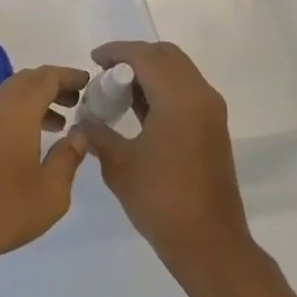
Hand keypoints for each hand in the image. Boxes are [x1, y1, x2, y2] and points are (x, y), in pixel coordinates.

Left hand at [0, 65, 88, 275]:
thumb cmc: (1, 208)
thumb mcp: (51, 191)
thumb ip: (69, 157)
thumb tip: (81, 133)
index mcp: (17, 109)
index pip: (47, 77)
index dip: (69, 76)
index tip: (89, 81)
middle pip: (27, 81)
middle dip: (54, 86)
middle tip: (77, 101)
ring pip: (10, 96)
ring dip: (36, 101)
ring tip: (60, 123)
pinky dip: (18, 115)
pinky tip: (28, 142)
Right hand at [72, 42, 253, 275]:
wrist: (209, 244)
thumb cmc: (161, 200)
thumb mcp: (119, 164)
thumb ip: (97, 134)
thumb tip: (82, 121)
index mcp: (179, 97)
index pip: (145, 55)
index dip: (117, 52)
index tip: (93, 59)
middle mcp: (200, 95)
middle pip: (166, 56)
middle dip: (135, 57)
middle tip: (106, 73)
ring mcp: (211, 112)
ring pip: (179, 72)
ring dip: (150, 73)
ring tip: (118, 92)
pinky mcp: (214, 129)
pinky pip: (186, 92)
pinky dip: (163, 90)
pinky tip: (139, 110)